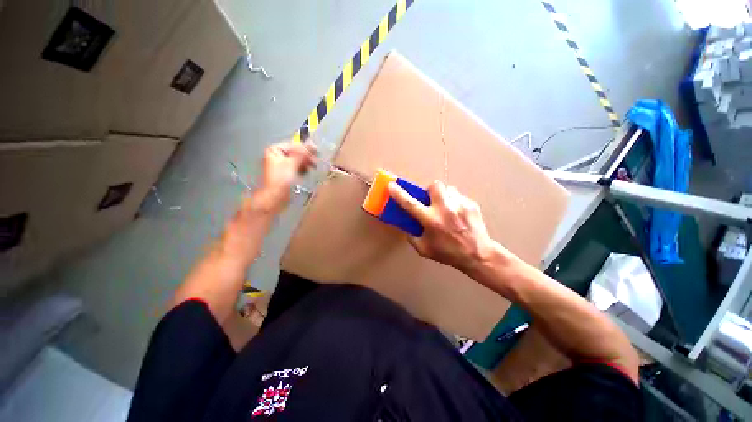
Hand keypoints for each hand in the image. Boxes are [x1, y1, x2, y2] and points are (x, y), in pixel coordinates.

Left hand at [247, 141, 315, 214]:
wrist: (274, 198)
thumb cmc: (280, 180)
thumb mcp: (292, 164)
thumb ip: (303, 154)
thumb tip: (313, 145)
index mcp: (274, 151)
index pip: (293, 146)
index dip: (305, 149)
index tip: (316, 152)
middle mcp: (277, 156)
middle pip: (295, 153)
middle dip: (306, 157)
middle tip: (315, 162)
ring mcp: (281, 166)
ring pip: (297, 161)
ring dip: (305, 163)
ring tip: (312, 167)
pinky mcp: (286, 175)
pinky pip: (296, 168)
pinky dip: (302, 169)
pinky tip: (307, 172)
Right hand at [387, 180, 495, 273]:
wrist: (478, 255)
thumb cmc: (449, 253)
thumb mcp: (425, 249)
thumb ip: (412, 237)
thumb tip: (408, 226)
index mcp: (430, 221)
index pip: (410, 204)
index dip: (398, 193)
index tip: (392, 185)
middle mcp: (444, 209)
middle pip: (434, 186)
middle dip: (430, 190)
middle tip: (431, 201)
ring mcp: (460, 205)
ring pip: (448, 189)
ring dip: (444, 196)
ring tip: (447, 208)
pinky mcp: (471, 204)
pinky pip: (458, 196)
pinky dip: (455, 202)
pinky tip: (458, 214)